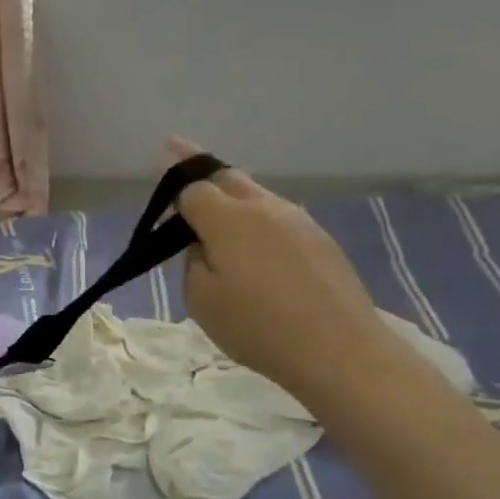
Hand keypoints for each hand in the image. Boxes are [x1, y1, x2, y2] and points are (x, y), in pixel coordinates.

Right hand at [171, 144, 392, 401]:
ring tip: (216, 205)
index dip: (173, 184)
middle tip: (179, 149)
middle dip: (200, 166)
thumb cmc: (257, 326)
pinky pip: (278, 216)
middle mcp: (264, 207)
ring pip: (256, 194)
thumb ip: (193, 261)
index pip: (191, 188)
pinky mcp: (321, 240)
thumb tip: (204, 245)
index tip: (160, 175)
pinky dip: (258, 217)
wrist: (339, 349)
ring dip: (232, 194)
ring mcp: (298, 220)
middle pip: (226, 176)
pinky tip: (256, 243)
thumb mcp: (201, 299)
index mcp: (228, 218)